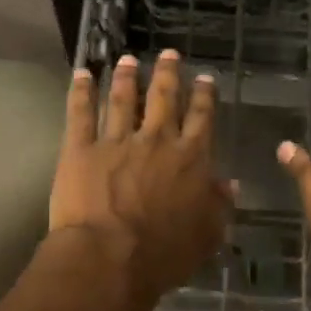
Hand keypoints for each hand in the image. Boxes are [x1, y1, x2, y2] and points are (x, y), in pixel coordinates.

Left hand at [49, 50, 232, 303]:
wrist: (110, 258)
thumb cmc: (164, 254)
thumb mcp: (207, 235)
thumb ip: (219, 206)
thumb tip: (229, 183)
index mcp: (190, 158)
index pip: (201, 117)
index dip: (204, 95)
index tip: (204, 78)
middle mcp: (156, 140)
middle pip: (164, 97)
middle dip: (168, 73)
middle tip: (169, 53)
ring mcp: (116, 141)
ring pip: (124, 99)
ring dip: (127, 76)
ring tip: (128, 59)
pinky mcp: (81, 149)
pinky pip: (80, 113)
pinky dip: (81, 91)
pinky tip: (82, 73)